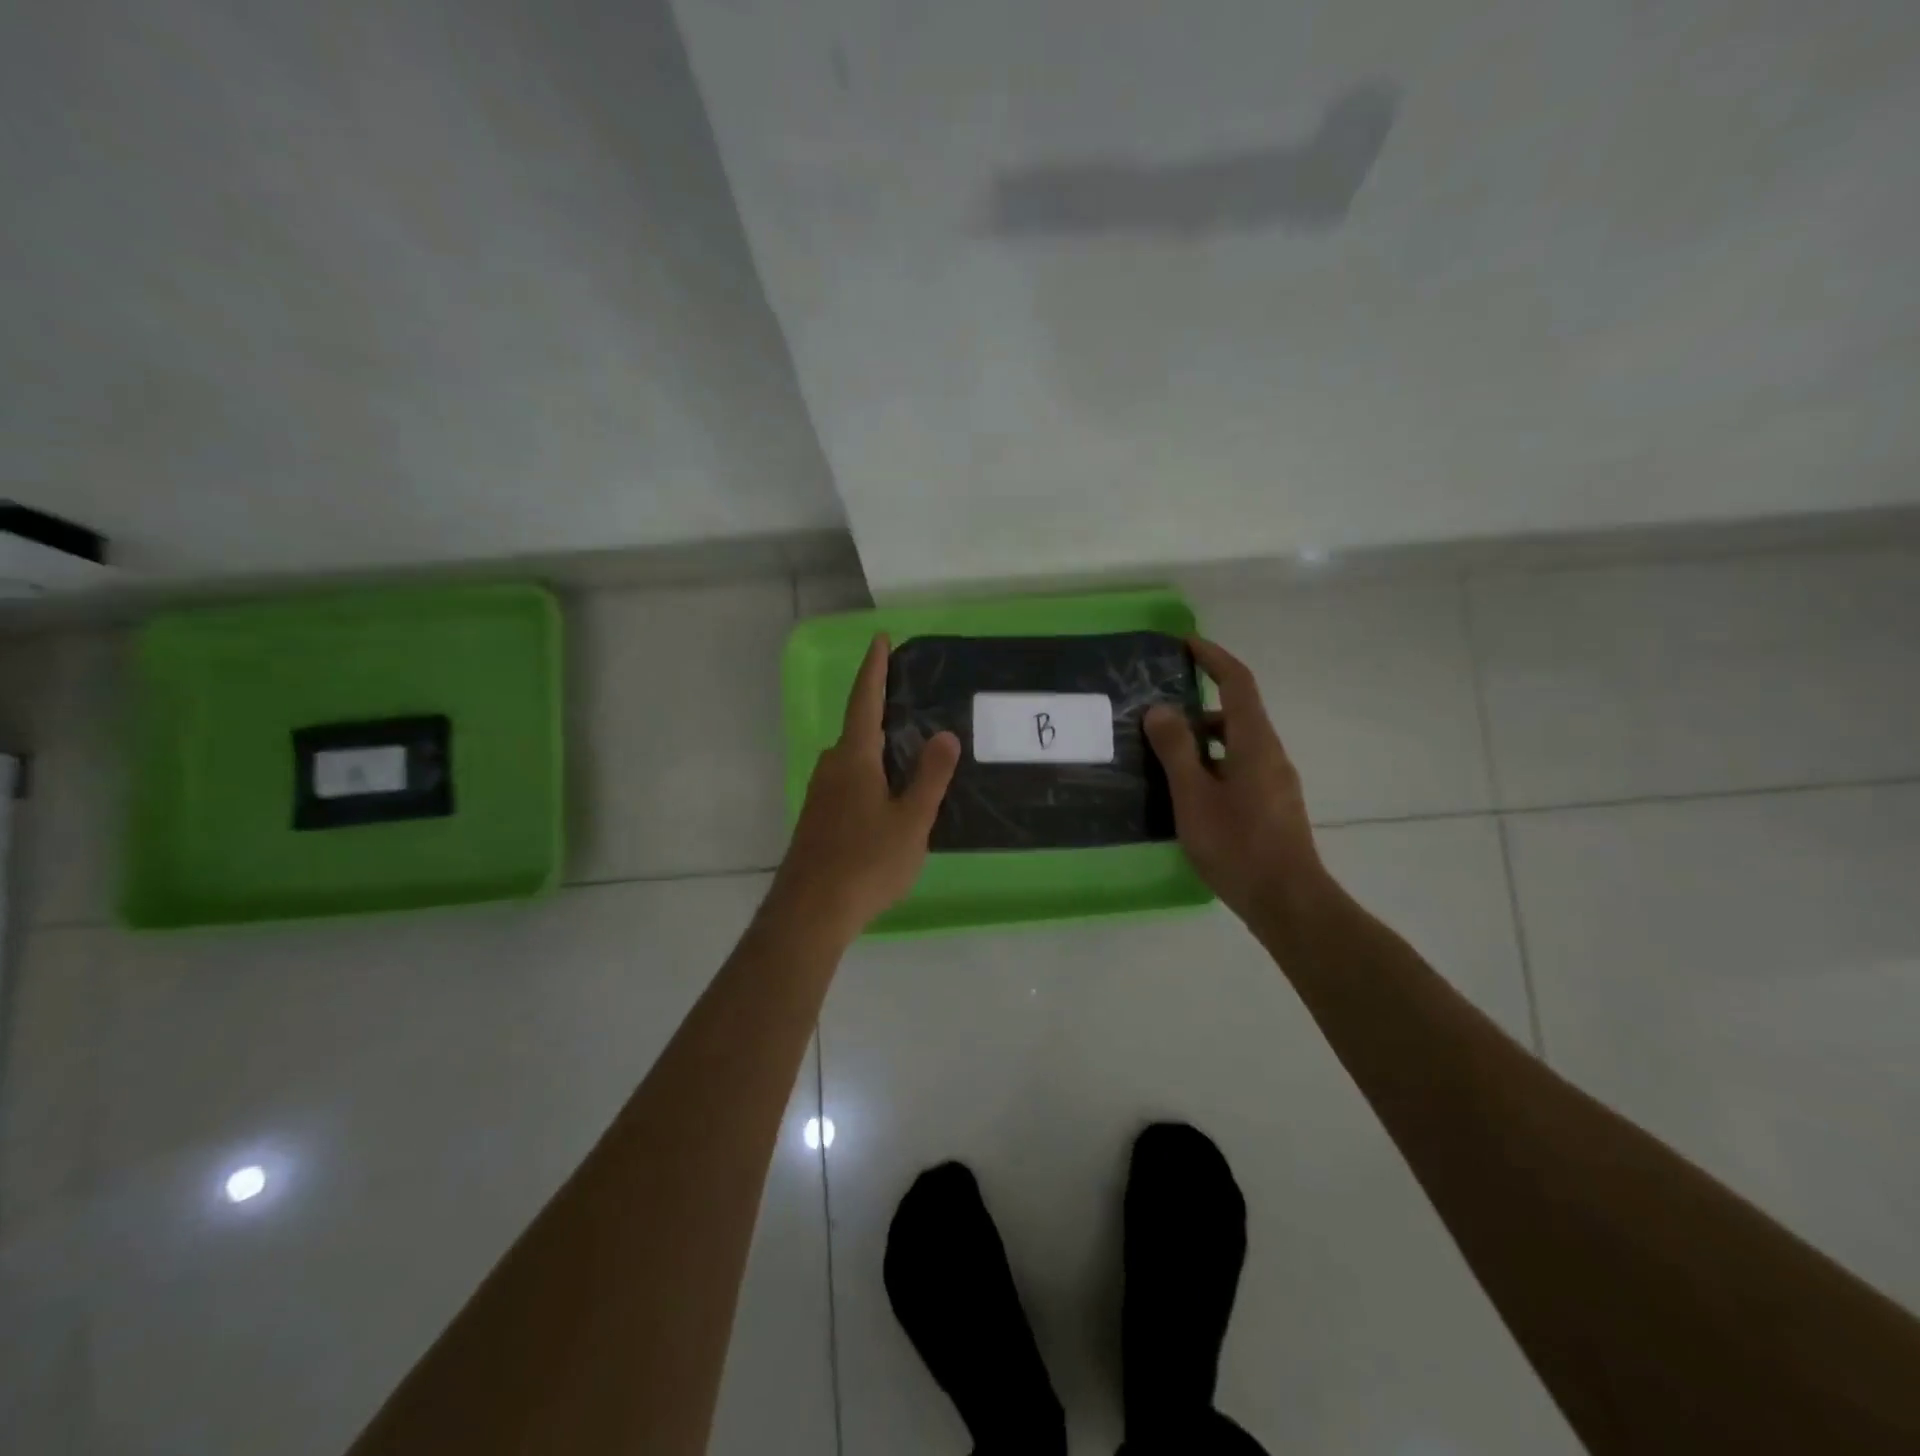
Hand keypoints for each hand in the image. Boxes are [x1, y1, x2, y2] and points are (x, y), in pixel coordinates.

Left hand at [771, 633, 960, 938]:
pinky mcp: (818, 819)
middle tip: (913, 703)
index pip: (865, 700)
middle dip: (882, 710)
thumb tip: (945, 734)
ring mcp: (820, 794)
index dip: (874, 668)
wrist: (810, 911)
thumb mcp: (911, 820)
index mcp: (854, 758)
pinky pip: (848, 781)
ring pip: (853, 758)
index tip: (880, 639)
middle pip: (858, 728)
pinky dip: (870, 774)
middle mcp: (831, 767)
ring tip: (910, 751)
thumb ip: (930, 777)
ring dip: (878, 747)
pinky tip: (889, 796)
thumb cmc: (866, 862)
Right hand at [1144, 638, 1326, 929]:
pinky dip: (1212, 763)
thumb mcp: (1194, 796)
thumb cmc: (1237, 845)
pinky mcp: (1272, 805)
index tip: (1186, 644)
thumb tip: (1161, 709)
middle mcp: (1270, 754)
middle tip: (1158, 712)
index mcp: (1255, 743)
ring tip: (1163, 755)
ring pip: (1236, 744)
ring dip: (1202, 739)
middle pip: (1236, 713)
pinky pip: (1239, 767)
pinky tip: (1187, 792)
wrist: (1288, 901)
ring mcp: (1275, 782)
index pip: (1238, 683)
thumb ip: (1176, 750)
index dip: (1214, 658)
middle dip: (1199, 703)